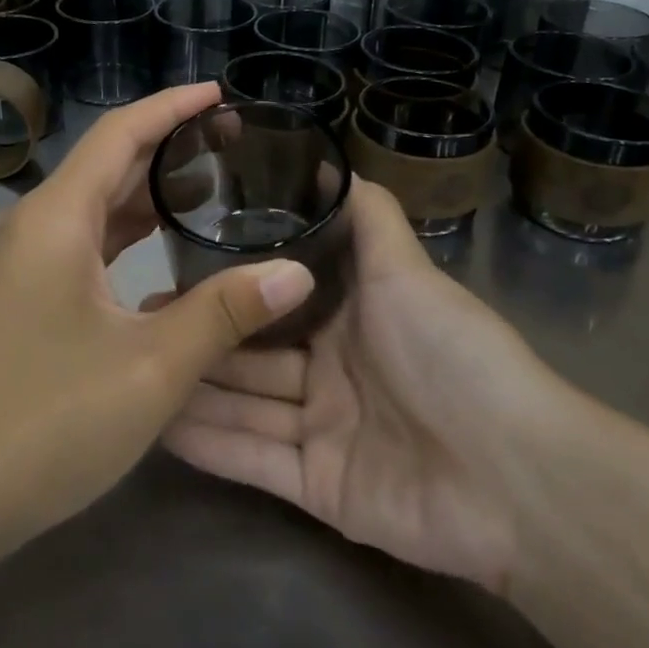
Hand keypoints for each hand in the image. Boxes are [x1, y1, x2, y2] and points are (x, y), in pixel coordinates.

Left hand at [0, 83, 316, 553]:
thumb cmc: (48, 420)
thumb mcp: (152, 366)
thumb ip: (226, 312)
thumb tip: (296, 273)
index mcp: (57, 219)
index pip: (119, 134)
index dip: (171, 107)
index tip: (219, 94)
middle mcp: (34, 227)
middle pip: (105, 164)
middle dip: (166, 146)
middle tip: (231, 140)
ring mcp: (21, 265)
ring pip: (93, 208)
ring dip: (146, 194)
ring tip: (209, 186)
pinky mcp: (21, 298)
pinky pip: (81, 245)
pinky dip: (125, 236)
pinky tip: (163, 253)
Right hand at [164, 180, 572, 593]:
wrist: (516, 474)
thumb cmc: (452, 355)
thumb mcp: (406, 270)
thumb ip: (369, 216)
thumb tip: (333, 159)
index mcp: (350, 320)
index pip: (275, 300)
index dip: (228, 288)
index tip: (173, 269)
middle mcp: (331, 373)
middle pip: (251, 354)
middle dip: (199, 337)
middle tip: (136, 320)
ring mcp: (322, 433)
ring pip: (244, 406)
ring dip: (193, 389)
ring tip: (133, 366)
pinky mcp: (317, 488)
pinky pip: (253, 460)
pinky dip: (209, 444)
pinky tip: (157, 423)